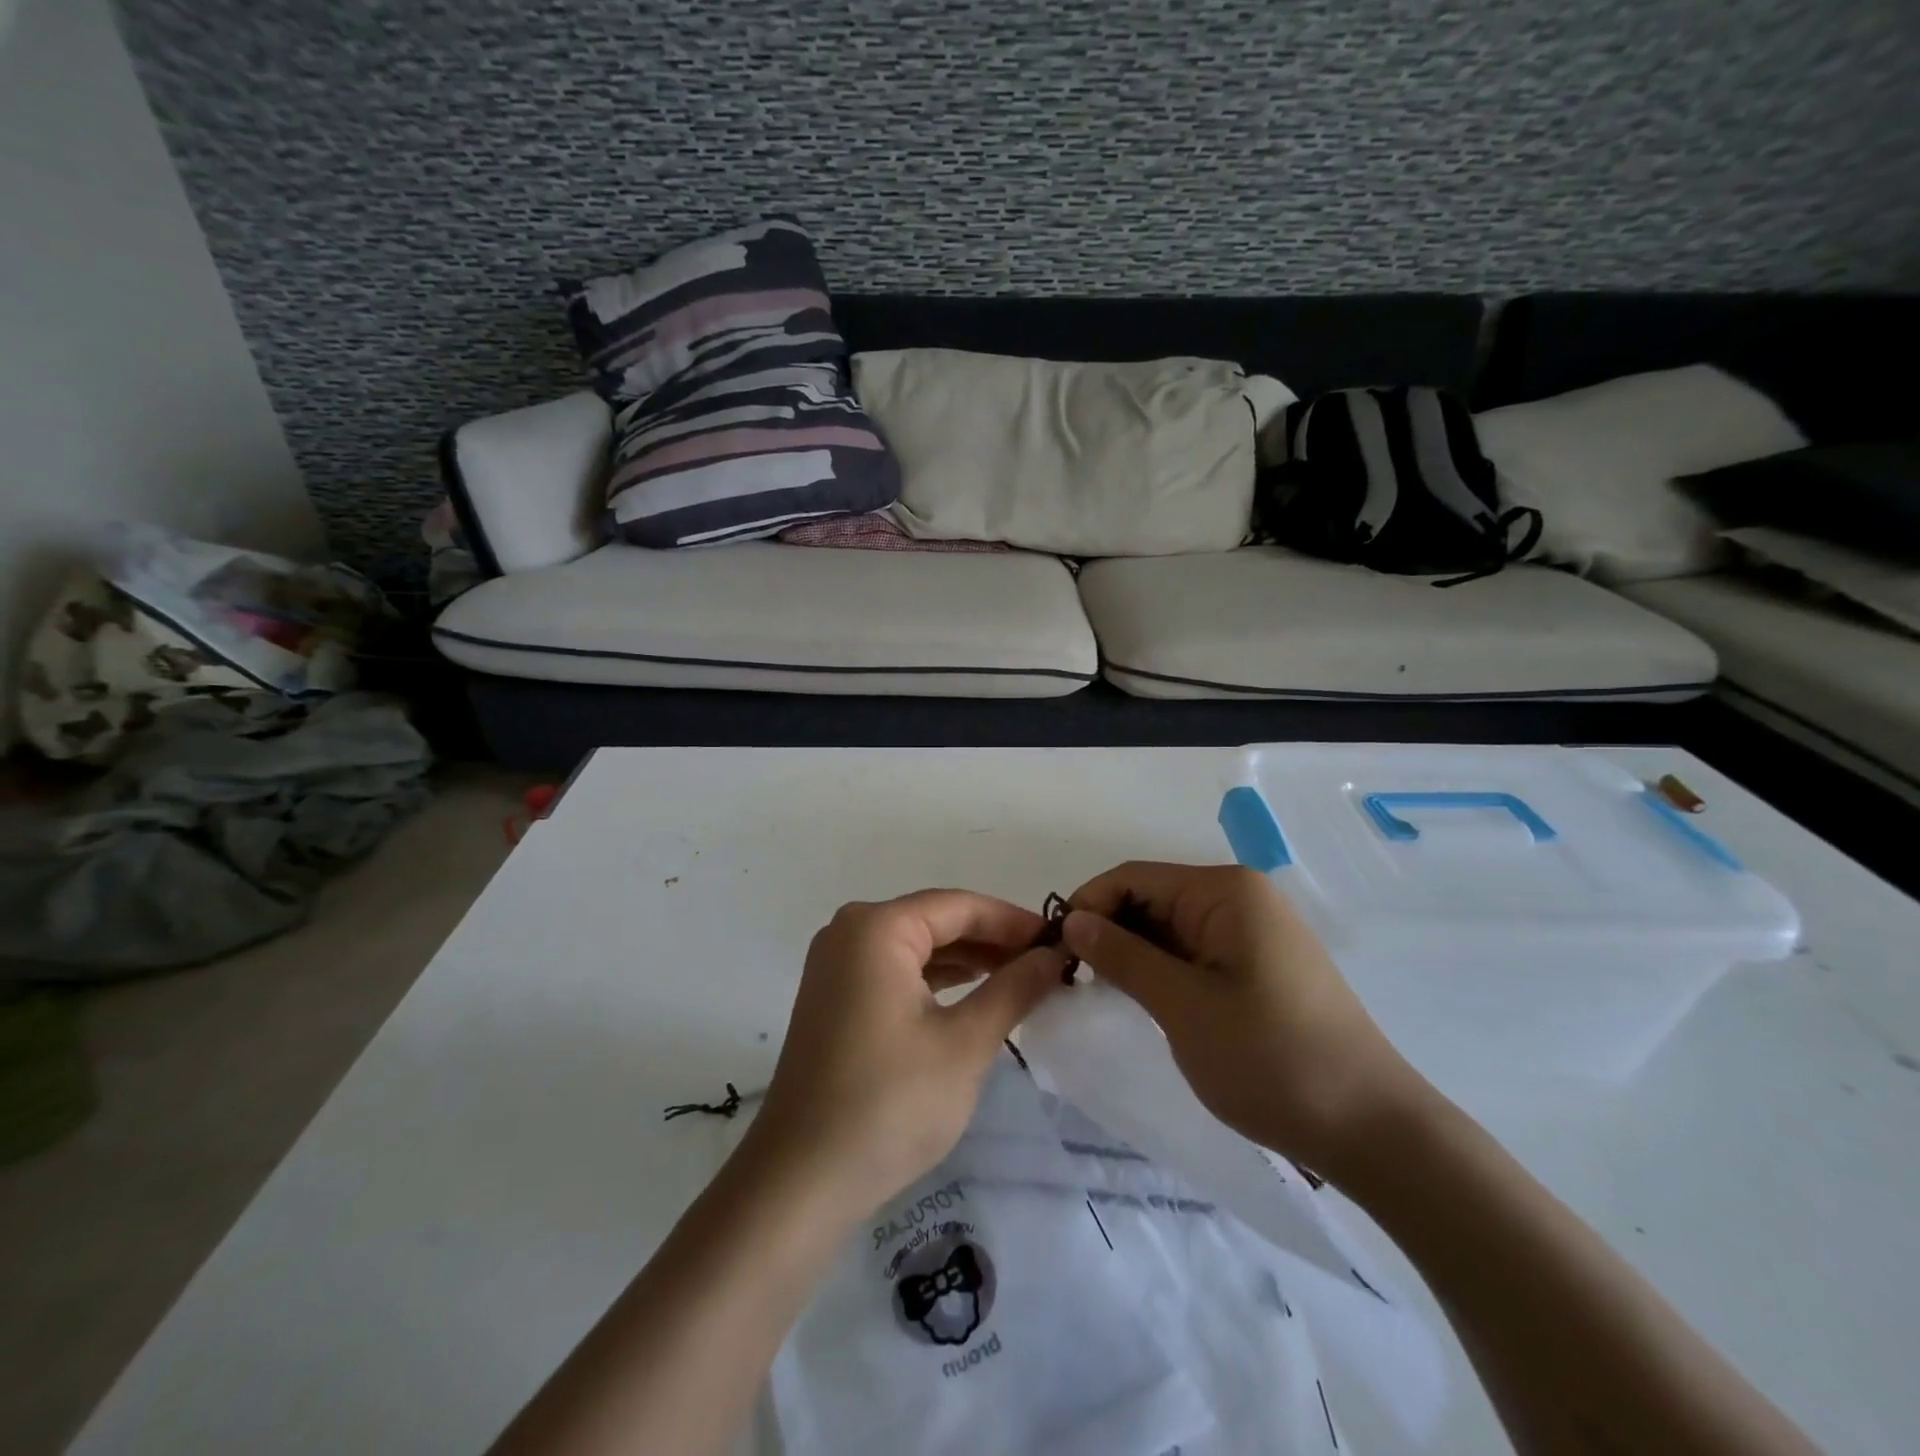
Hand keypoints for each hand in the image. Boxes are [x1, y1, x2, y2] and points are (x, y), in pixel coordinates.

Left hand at [748, 890, 1068, 1218]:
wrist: (801, 1181)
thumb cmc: (889, 1103)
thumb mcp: (965, 1043)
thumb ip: (1014, 989)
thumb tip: (1054, 956)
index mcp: (876, 928)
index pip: (959, 906)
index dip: (1013, 920)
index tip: (1061, 940)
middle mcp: (850, 932)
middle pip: (936, 922)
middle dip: (993, 942)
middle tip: (1048, 965)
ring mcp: (837, 966)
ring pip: (917, 948)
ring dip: (968, 962)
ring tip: (1022, 980)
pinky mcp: (835, 999)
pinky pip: (897, 973)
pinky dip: (937, 982)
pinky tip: (975, 997)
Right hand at [1065, 862, 1427, 1177]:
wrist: (1372, 1130)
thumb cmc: (1270, 1058)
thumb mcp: (1182, 1005)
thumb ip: (1122, 955)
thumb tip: (1073, 920)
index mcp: (1225, 891)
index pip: (1133, 878)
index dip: (1088, 906)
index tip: (1054, 951)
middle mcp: (1241, 898)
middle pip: (1152, 899)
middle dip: (1110, 932)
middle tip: (1072, 980)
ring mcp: (1254, 933)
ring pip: (1171, 929)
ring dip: (1135, 955)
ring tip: (1103, 994)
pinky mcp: (1260, 966)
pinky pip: (1196, 953)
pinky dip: (1164, 972)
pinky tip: (1146, 1002)